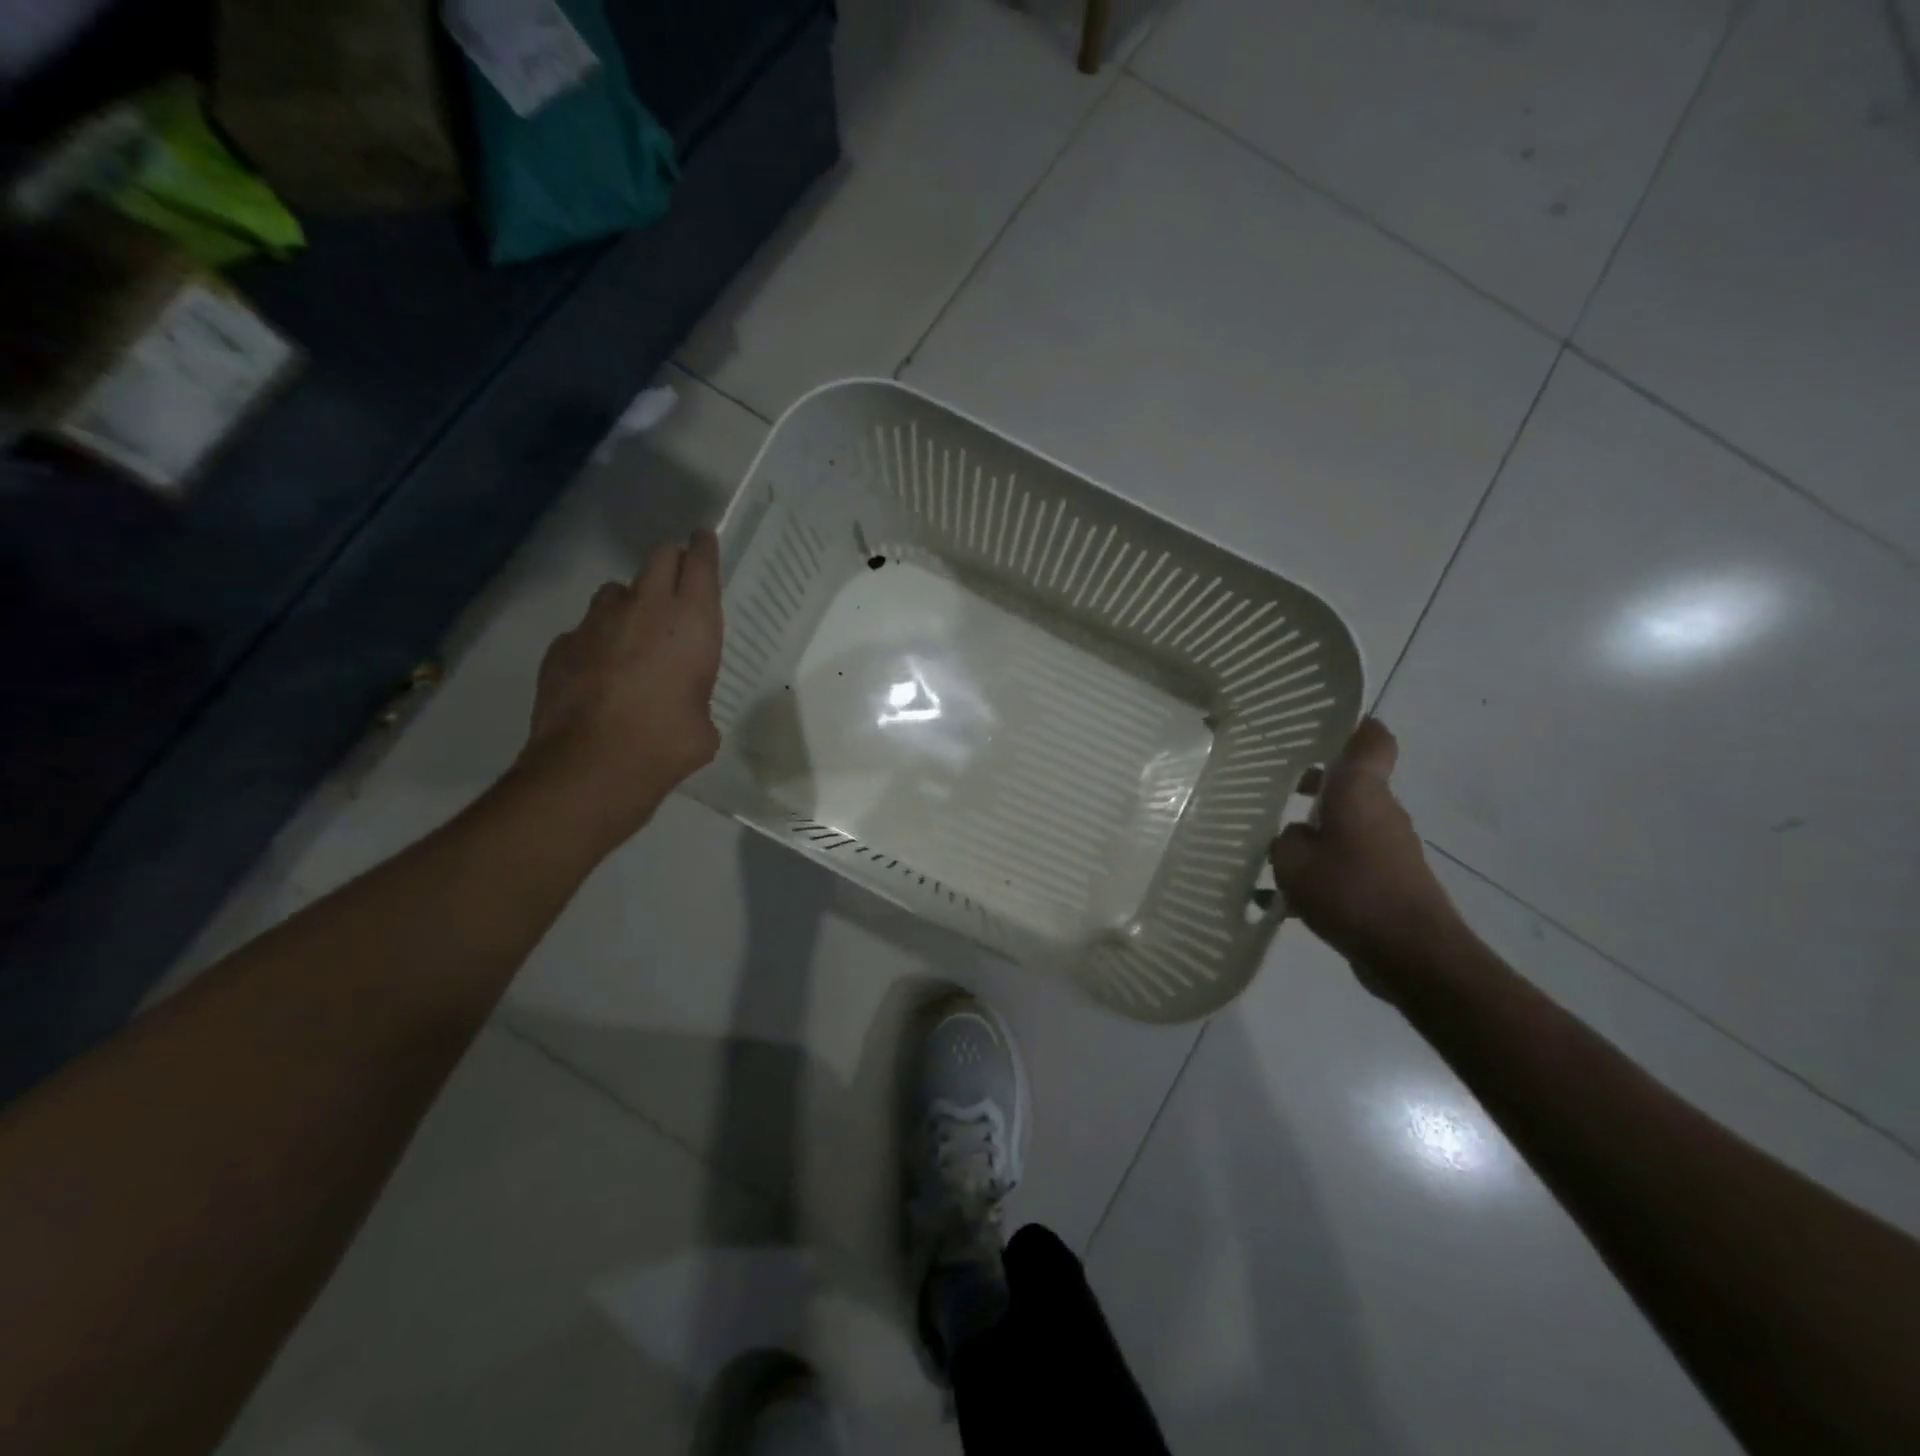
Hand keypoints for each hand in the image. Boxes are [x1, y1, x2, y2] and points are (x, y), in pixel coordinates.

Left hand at [513, 530, 723, 849]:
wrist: (592, 765)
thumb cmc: (668, 744)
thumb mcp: (703, 724)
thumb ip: (696, 698)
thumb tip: (682, 706)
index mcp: (692, 623)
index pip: (701, 563)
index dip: (704, 547)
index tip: (704, 538)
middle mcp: (645, 609)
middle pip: (659, 558)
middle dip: (671, 561)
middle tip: (677, 577)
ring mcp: (597, 622)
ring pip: (616, 590)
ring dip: (630, 601)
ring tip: (633, 632)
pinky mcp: (562, 644)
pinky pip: (585, 629)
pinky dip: (597, 640)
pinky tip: (598, 672)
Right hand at [1269, 719, 1461, 993]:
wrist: (1412, 954)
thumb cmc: (1350, 891)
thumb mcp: (1292, 861)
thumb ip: (1284, 840)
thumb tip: (1292, 835)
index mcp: (1360, 791)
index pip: (1371, 739)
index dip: (1352, 725)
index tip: (1319, 726)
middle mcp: (1380, 810)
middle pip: (1351, 782)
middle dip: (1313, 783)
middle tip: (1271, 788)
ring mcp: (1390, 846)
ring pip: (1348, 822)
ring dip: (1315, 828)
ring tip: (1272, 846)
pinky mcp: (1391, 878)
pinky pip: (1350, 857)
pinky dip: (1324, 864)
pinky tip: (1290, 892)